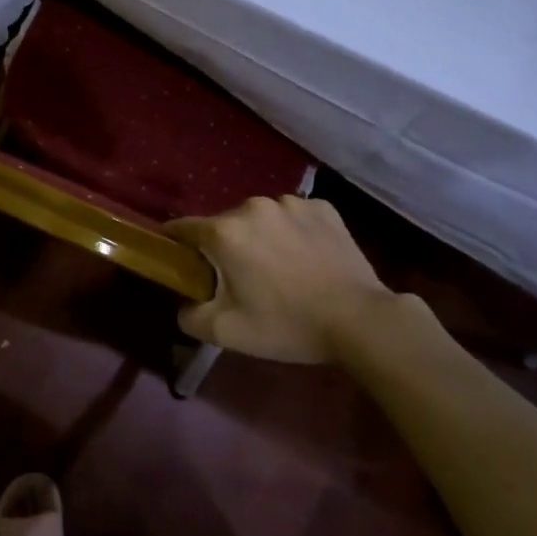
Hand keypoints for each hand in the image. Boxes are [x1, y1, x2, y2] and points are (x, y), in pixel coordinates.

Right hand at [166, 196, 427, 364]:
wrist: (360, 320)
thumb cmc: (287, 324)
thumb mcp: (227, 332)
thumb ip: (189, 316)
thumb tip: (184, 303)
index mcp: (225, 231)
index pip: (182, 228)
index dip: (176, 245)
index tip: (181, 263)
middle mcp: (253, 206)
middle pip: (224, 225)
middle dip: (225, 248)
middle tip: (241, 281)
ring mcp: (292, 203)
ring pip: (260, 219)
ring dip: (260, 238)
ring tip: (280, 270)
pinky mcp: (323, 207)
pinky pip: (294, 217)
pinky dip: (293, 233)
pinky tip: (307, 260)